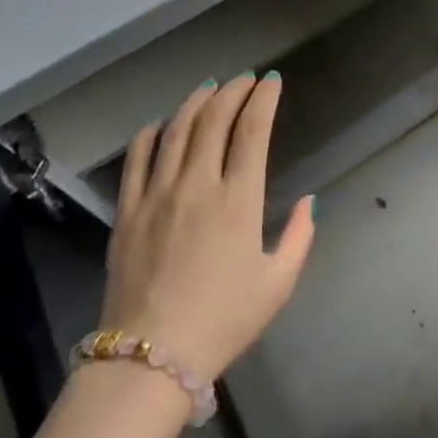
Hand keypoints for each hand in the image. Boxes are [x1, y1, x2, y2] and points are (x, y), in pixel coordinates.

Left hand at [100, 74, 313, 381]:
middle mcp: (198, 185)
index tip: (272, 82)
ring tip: (209, 87)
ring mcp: (158, 193)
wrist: (151, 357)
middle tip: (244, 79)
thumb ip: (299, 237)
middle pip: (214, 119)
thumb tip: (310, 201)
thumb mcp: (278, 284)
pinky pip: (137, 157)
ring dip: (195, 101)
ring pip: (176, 129)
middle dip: (232, 90)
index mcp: (239, 200)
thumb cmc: (224, 321)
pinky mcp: (128, 209)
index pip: (253, 131)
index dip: (264, 99)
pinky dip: (151, 132)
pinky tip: (161, 123)